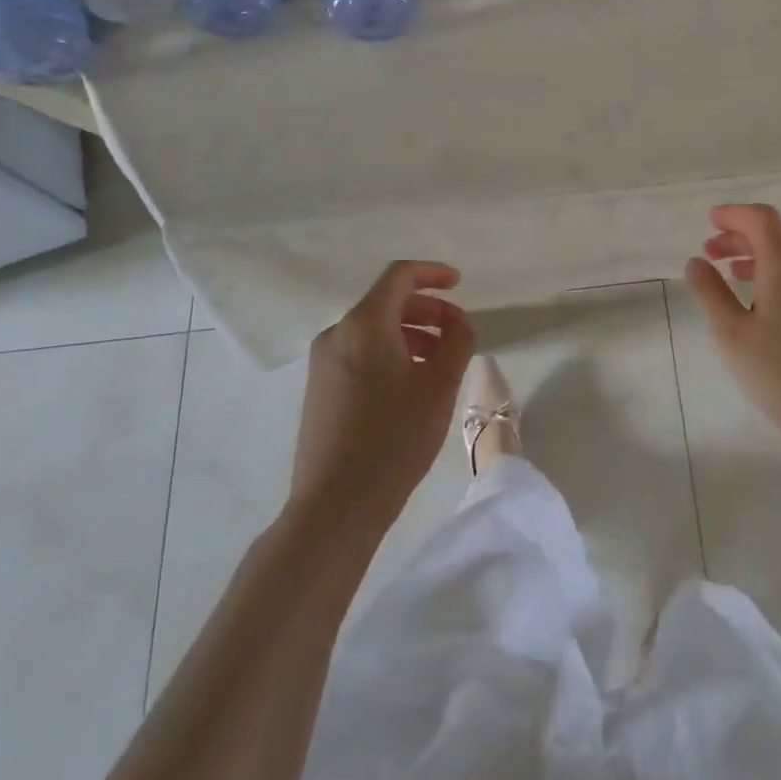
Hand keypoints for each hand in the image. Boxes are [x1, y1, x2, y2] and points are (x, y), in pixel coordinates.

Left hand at [292, 261, 476, 522]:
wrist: (335, 506)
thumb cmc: (394, 438)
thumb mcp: (440, 386)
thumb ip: (458, 342)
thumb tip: (459, 323)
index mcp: (364, 324)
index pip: (400, 276)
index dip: (433, 273)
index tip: (460, 285)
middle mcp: (337, 334)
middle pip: (387, 302)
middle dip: (428, 310)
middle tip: (458, 333)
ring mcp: (323, 363)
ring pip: (374, 330)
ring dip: (412, 334)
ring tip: (441, 363)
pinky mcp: (320, 390)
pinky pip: (361, 353)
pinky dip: (391, 353)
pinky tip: (413, 384)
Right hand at [684, 205, 780, 475]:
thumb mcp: (733, 335)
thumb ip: (711, 293)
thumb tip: (697, 263)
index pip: (761, 218)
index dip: (734, 214)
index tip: (710, 221)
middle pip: (776, 234)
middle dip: (741, 236)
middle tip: (710, 251)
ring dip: (758, 256)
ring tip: (731, 274)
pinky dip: (776, 275)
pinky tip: (762, 304)